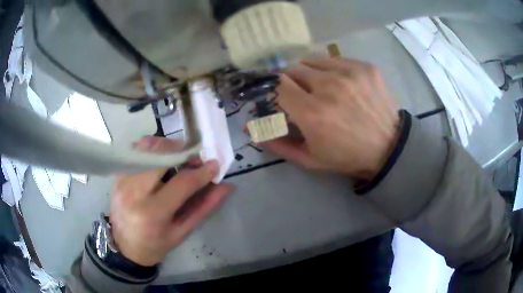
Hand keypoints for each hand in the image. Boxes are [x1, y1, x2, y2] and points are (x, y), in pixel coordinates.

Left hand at [109, 137, 233, 265]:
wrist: (124, 247)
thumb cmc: (155, 245)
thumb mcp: (182, 232)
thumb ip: (204, 207)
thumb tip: (225, 186)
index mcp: (153, 213)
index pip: (181, 182)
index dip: (201, 172)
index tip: (214, 165)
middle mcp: (134, 192)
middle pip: (161, 156)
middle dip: (183, 151)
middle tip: (194, 158)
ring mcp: (122, 180)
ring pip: (147, 148)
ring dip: (167, 148)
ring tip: (178, 158)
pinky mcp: (117, 175)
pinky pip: (136, 152)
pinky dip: (152, 150)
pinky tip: (160, 161)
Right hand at [264, 58, 399, 179]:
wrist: (388, 148)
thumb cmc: (347, 157)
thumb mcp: (309, 159)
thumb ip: (277, 143)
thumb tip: (250, 129)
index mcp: (312, 113)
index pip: (278, 85)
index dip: (276, 91)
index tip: (282, 98)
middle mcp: (329, 87)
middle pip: (292, 68)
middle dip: (290, 80)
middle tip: (301, 93)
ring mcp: (349, 73)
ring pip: (312, 59)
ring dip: (309, 72)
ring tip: (319, 86)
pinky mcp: (364, 67)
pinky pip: (335, 59)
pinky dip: (330, 69)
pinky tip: (340, 83)